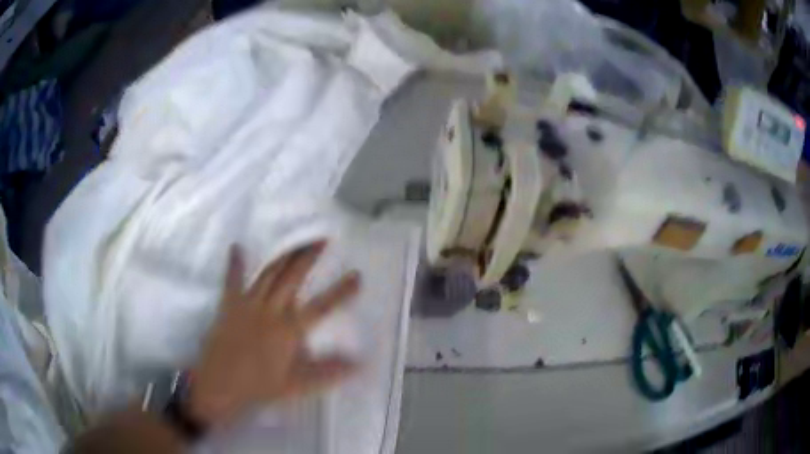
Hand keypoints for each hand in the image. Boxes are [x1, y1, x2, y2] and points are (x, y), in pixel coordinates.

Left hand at [188, 241, 359, 427]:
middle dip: (308, 257)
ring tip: (295, 240)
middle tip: (321, 238)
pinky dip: (235, 263)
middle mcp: (271, 310)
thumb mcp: (298, 384)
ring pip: (269, 273)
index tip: (357, 275)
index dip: (341, 291)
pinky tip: (236, 247)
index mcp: (289, 329)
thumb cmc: (260, 385)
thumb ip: (328, 372)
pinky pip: (232, 280)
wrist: (221, 384)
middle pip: (293, 278)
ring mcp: (248, 304)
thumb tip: (359, 364)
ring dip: (283, 255)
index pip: (322, 306)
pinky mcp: (229, 304)